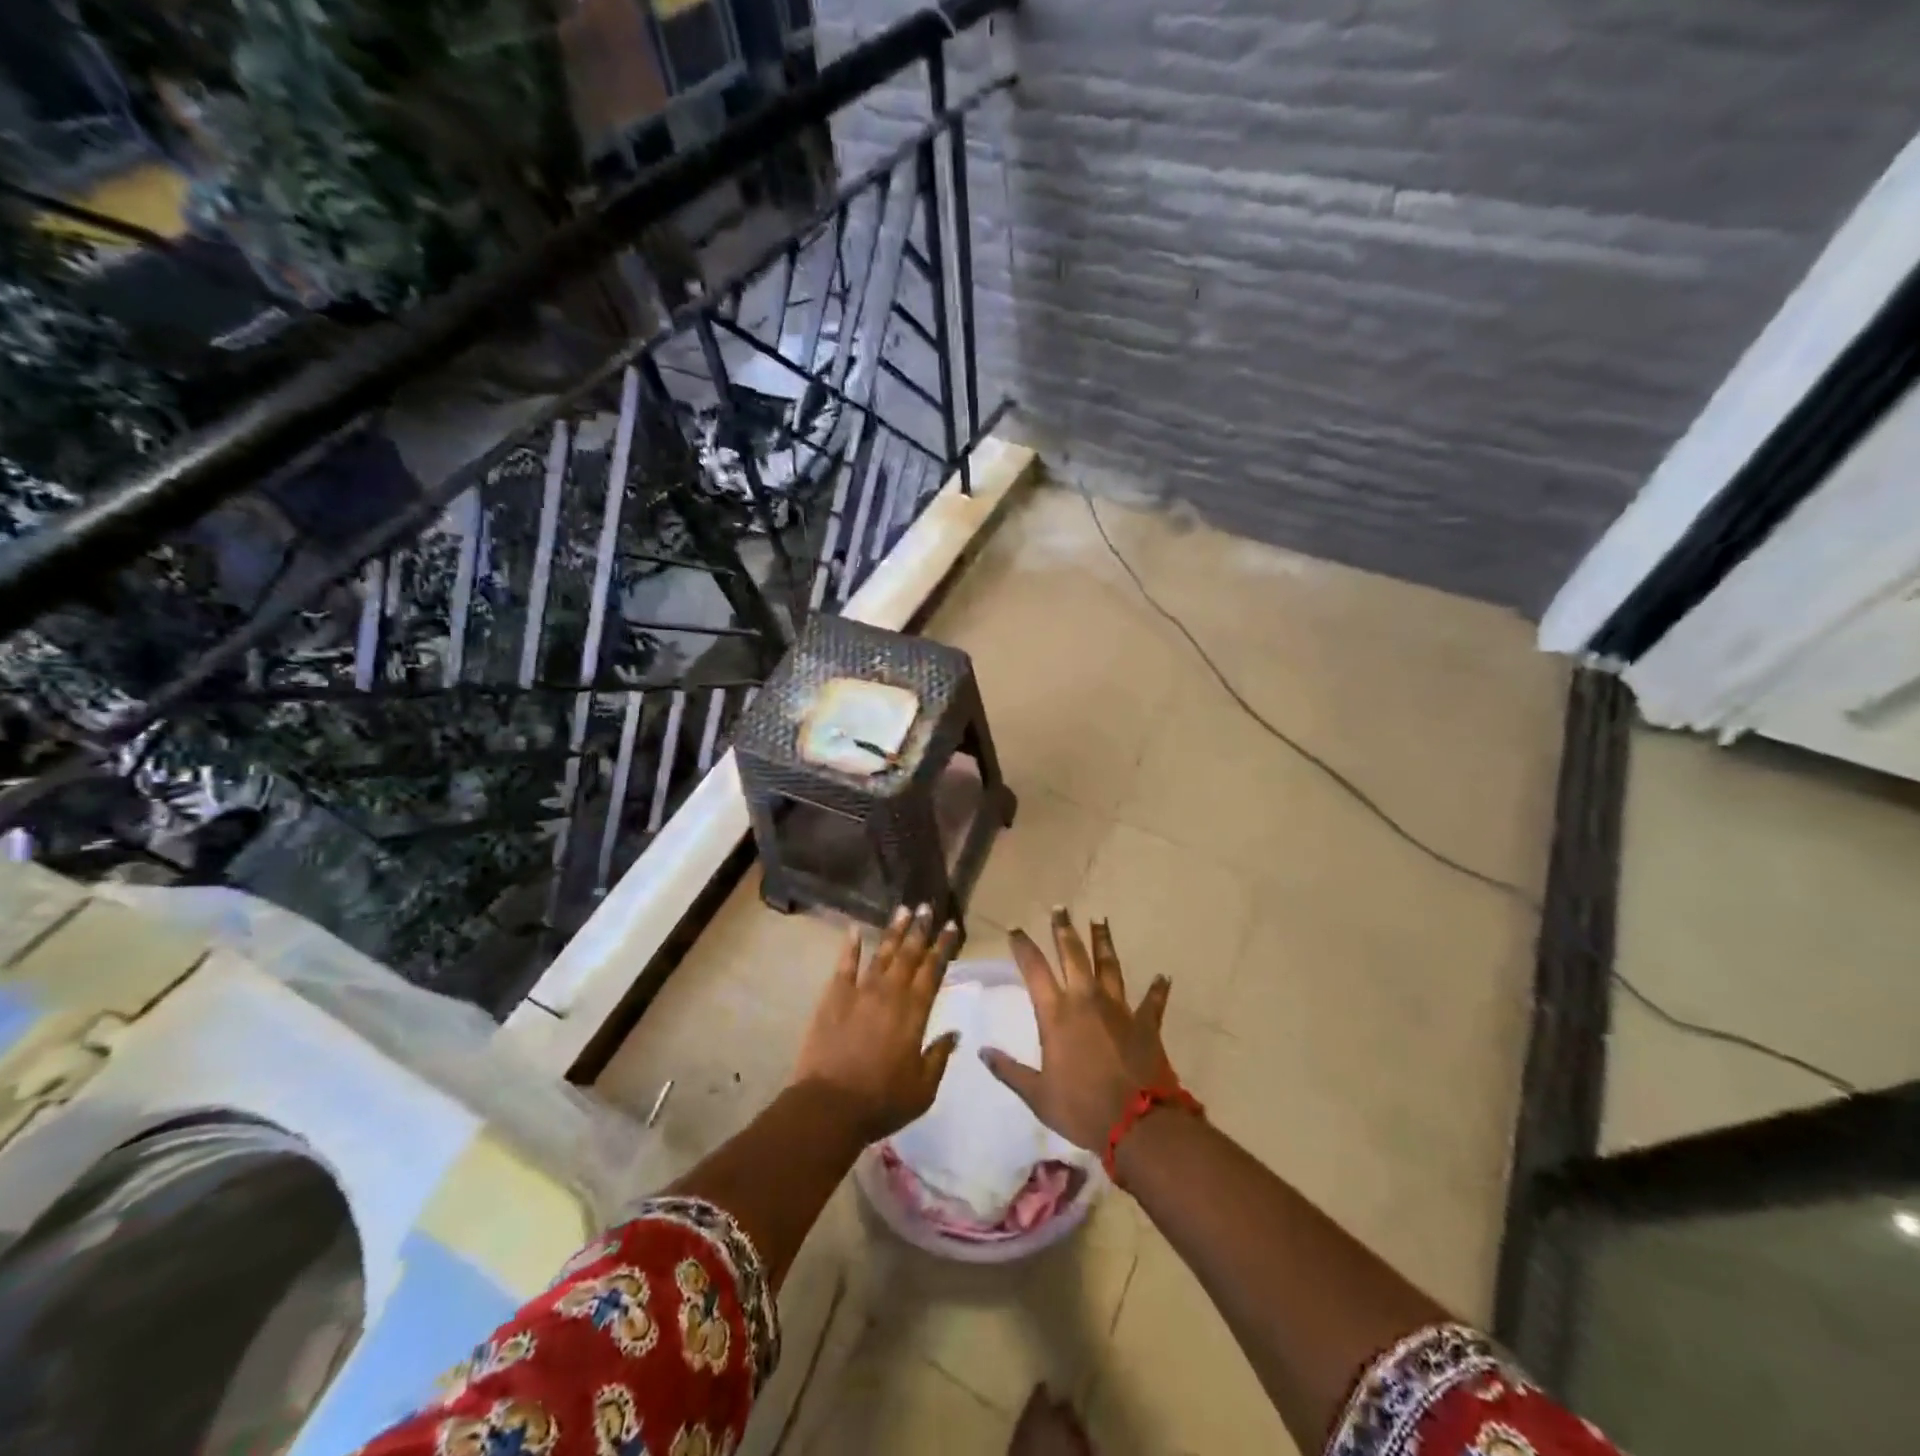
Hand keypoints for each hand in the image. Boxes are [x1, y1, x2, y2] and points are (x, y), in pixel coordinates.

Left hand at [793, 904, 960, 1143]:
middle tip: (928, 906)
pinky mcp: (833, 997)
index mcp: (915, 1013)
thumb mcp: (923, 1089)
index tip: (951, 926)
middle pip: (909, 955)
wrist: (829, 1106)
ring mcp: (860, 992)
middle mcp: (890, 994)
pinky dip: (850, 945)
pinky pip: (844, 965)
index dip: (943, 947)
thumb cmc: (881, 1101)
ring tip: (903, 909)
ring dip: (893, 931)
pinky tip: (854, 929)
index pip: (933, 971)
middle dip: (920, 929)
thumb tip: (955, 1033)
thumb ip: (939, 1056)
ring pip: (881, 953)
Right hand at [980, 908, 1177, 1151]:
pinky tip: (1163, 976)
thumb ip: (1009, 1071)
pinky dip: (1158, 989)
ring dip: (1103, 941)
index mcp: (1056, 1014)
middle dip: (1063, 930)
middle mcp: (1086, 1000)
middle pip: (1073, 955)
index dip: (1023, 946)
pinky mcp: (1146, 1023)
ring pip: (1109, 965)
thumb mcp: (1037, 1095)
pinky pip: (1152, 1001)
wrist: (1138, 1123)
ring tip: (1099, 919)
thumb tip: (982, 1051)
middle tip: (1060, 908)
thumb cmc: (1081, 1108)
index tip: (1015, 929)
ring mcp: (1119, 1008)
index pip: (1034, 969)